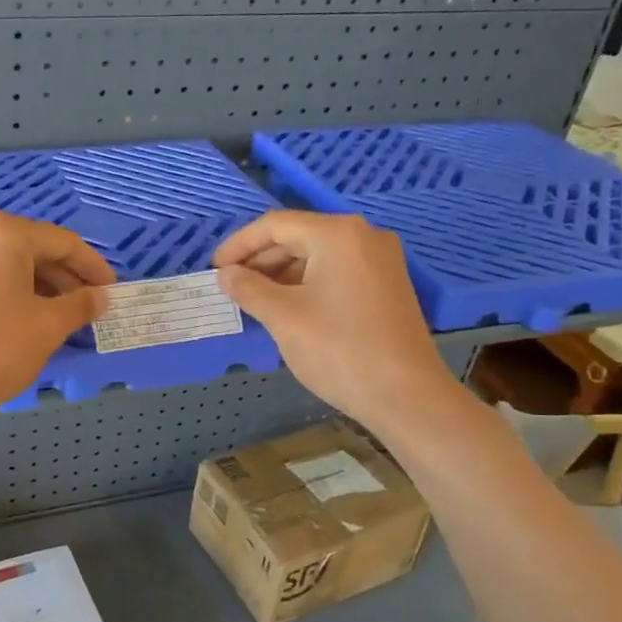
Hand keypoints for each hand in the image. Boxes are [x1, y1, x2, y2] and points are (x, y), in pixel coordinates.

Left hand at [0, 212, 114, 426]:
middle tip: (86, 310)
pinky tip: (17, 322)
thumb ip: (80, 305)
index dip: (93, 268)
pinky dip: (6, 293)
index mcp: (3, 233)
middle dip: (64, 280)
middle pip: (32, 250)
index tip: (111, 293)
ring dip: (36, 288)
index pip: (63, 242)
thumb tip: (100, 296)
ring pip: (5, 265)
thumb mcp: (46, 328)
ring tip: (56, 320)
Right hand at [212, 211, 454, 427]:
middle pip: (298, 237)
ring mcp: (380, 261)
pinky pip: (336, 273)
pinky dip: (306, 284)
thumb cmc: (339, 350)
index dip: (239, 245)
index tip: (214, 269)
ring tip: (253, 301)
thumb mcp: (282, 317)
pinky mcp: (386, 286)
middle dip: (259, 260)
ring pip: (317, 256)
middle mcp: (363, 237)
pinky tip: (286, 308)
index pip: (275, 225)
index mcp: (337, 234)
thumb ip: (248, 289)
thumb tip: (226, 275)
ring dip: (281, 274)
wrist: (407, 396)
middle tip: (230, 287)